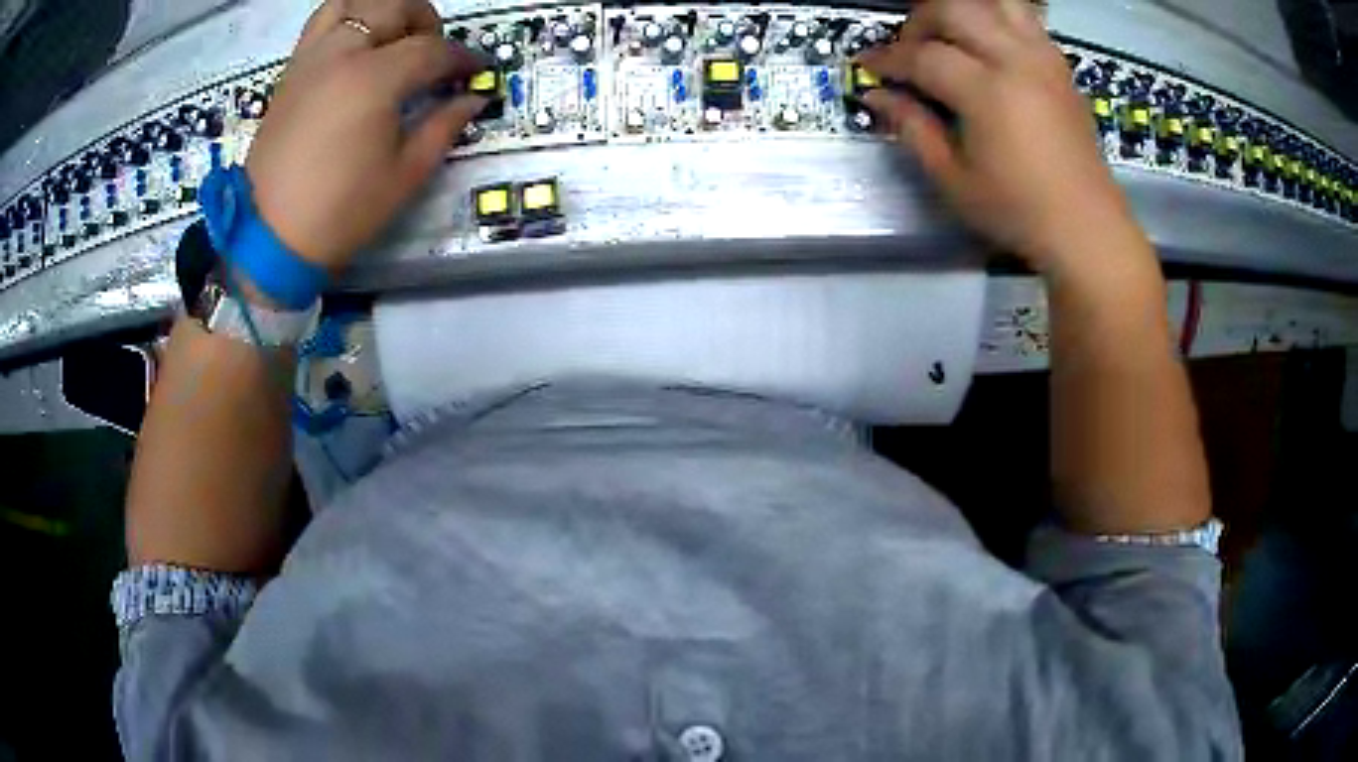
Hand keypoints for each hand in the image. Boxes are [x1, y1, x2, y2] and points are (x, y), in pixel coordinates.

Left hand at [245, 0, 485, 271]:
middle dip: (426, 22)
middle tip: (434, 52)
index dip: (462, 58)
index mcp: (374, 79)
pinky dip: (346, 22)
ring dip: (381, 11)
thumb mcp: (404, 175)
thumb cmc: (341, 212)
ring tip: (391, 37)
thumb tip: (472, 99)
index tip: (476, 70)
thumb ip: (443, 127)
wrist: (269, 238)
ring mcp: (311, 59)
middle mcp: (341, 54)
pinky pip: (321, 25)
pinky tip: (355, 49)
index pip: (432, 50)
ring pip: (352, 3)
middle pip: (395, 7)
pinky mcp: (290, 73)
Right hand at [858, 0, 1147, 273]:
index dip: (888, 58)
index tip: (868, 66)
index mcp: (988, 92)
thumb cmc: (1019, 212)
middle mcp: (1017, 60)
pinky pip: (1025, 17)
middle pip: (954, 8)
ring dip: (962, 9)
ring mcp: (1043, 58)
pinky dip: (997, 17)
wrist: (1088, 229)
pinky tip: (987, 44)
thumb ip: (913, 129)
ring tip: (950, 36)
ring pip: (995, 1)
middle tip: (909, 51)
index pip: (923, 55)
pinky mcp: (1060, 66)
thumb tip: (877, 95)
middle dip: (920, 21)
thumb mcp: (955, 181)